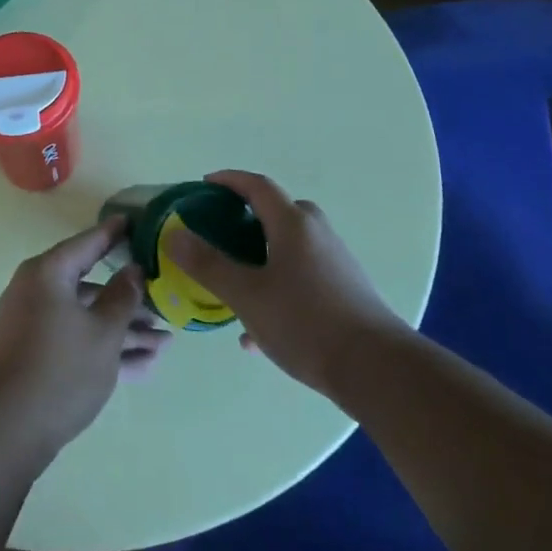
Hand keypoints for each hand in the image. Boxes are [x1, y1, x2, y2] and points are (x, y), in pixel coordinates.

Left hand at [0, 218, 171, 456]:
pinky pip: (76, 340)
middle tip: (164, 300)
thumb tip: (133, 270)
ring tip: (164, 342)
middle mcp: (37, 291)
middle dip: (129, 299)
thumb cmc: (61, 368)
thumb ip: (123, 297)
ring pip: (86, 317)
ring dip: (123, 330)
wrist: (8, 429)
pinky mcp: (35, 354)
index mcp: (48, 273)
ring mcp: (34, 324)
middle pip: (90, 286)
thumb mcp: (104, 332)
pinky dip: (104, 348)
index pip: (87, 244)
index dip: (113, 234)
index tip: (134, 221)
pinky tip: (143, 366)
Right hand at [165, 170, 400, 392]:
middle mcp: (317, 235)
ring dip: (261, 257)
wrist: (377, 370)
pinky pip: (303, 277)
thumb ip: (208, 265)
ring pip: (290, 248)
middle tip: (221, 234)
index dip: (230, 180)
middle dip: (248, 218)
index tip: (205, 185)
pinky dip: (278, 287)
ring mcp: (336, 263)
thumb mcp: (246, 295)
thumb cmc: (305, 322)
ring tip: (234, 285)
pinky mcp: (346, 292)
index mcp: (292, 224)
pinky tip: (257, 332)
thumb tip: (174, 235)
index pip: (257, 186)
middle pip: (279, 212)